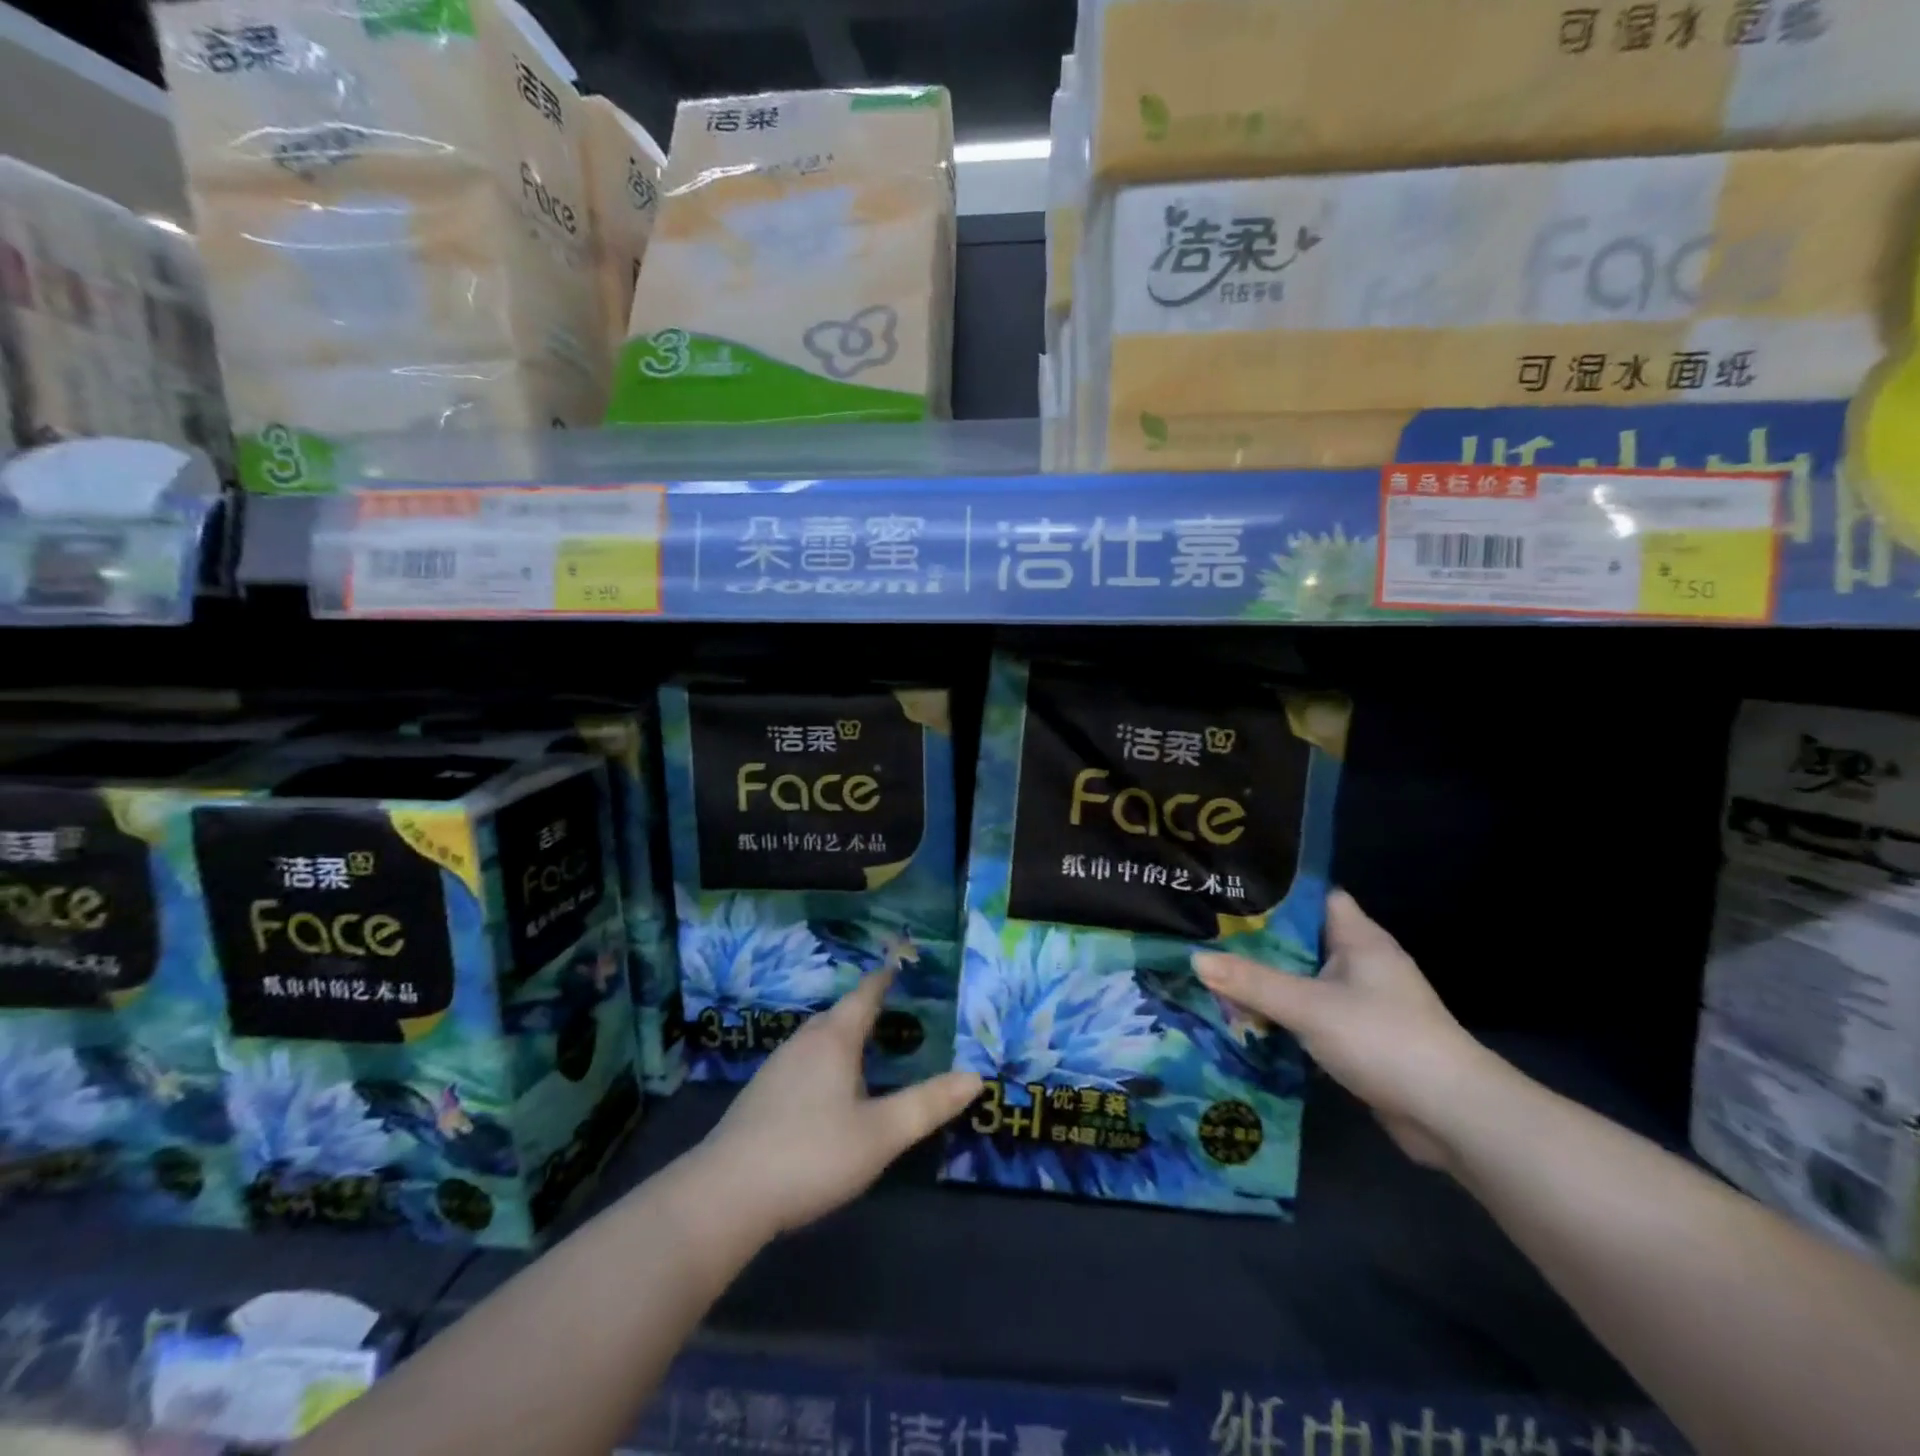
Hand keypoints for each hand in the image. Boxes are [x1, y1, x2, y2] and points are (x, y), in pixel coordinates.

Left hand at [692, 971, 981, 1236]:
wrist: (725, 1195)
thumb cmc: (811, 1154)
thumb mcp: (880, 1134)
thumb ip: (928, 1104)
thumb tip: (975, 1076)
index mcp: (834, 1039)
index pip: (865, 995)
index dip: (885, 978)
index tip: (899, 964)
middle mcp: (803, 1042)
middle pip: (839, 1015)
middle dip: (866, 1009)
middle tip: (896, 1011)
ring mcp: (776, 1068)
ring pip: (818, 1040)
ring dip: (844, 1038)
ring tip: (868, 1048)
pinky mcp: (760, 1096)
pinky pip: (802, 1063)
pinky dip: (825, 1062)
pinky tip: (828, 1091)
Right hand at [1194, 890, 1501, 1171]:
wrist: (1452, 1117)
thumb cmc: (1383, 1039)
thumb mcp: (1308, 1006)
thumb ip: (1251, 982)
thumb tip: (1194, 959)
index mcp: (1358, 938)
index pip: (1312, 896)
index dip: (1273, 892)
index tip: (1227, 892)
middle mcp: (1361, 963)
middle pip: (1300, 940)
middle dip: (1256, 941)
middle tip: (1204, 934)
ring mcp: (1362, 1002)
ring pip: (1302, 980)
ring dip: (1265, 982)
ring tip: (1212, 973)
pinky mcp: (1358, 1037)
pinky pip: (1309, 1014)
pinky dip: (1281, 1016)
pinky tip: (1244, 1019)